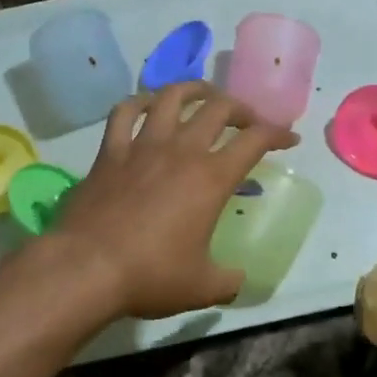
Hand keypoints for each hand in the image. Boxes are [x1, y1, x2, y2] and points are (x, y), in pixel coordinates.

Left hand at [49, 82, 298, 318]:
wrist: (87, 267)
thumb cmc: (151, 275)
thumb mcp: (202, 287)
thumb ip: (228, 280)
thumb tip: (238, 278)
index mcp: (211, 178)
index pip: (255, 141)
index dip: (278, 133)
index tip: (289, 138)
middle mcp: (181, 150)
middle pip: (218, 108)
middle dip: (241, 108)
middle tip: (247, 120)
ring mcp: (143, 145)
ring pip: (172, 97)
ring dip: (193, 90)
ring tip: (203, 95)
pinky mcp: (110, 151)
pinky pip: (125, 112)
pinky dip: (139, 102)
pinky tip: (146, 105)